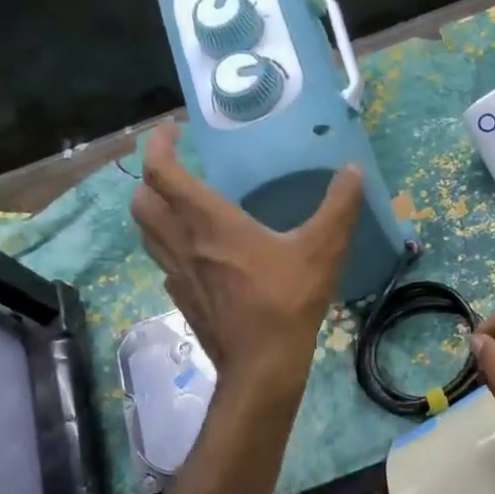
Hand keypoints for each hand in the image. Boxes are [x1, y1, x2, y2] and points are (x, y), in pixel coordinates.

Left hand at [131, 123, 362, 388]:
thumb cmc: (287, 300)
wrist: (262, 364)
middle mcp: (183, 242)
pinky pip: (163, 263)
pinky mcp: (182, 299)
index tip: (173, 129)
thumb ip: (339, 206)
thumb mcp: (322, 248)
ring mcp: (178, 274)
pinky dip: (169, 247)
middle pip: (141, 200)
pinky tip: (197, 253)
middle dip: (150, 178)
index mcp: (209, 221)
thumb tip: (353, 169)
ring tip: (180, 205)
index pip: (161, 172)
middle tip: (175, 169)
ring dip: (153, 211)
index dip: (159, 144)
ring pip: (146, 233)